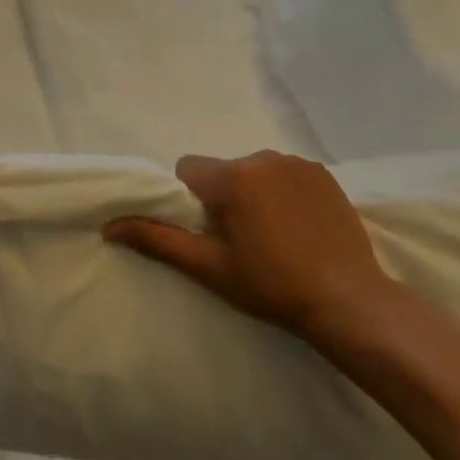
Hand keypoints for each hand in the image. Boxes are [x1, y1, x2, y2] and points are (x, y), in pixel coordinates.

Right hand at [103, 151, 401, 346]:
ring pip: (254, 170)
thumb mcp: (210, 268)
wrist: (350, 301)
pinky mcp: (322, 172)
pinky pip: (286, 173)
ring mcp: (296, 162)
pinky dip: (283, 191)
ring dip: (253, 193)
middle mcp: (262, 157)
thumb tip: (109, 226)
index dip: (190, 201)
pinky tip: (299, 226)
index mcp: (232, 177)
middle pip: (222, 170)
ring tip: (273, 235)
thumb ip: (158, 240)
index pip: (188, 170)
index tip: (209, 233)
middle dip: (223, 197)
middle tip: (241, 241)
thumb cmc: (272, 286)